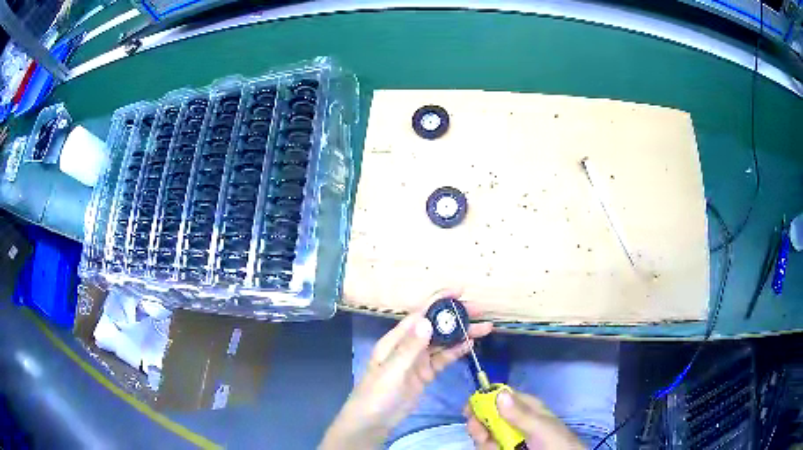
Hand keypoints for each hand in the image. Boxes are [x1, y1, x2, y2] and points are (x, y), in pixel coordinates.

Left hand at [320, 288, 491, 448]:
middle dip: (457, 316)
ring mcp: (418, 360)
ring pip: (443, 342)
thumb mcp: (392, 371)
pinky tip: (471, 345)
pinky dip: (456, 351)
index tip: (461, 291)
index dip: (439, 300)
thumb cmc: (376, 394)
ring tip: (485, 328)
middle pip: (436, 326)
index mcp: (396, 339)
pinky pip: (443, 359)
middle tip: (481, 311)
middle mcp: (408, 345)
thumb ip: (410, 348)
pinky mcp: (425, 374)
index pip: (420, 313)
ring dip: (462, 334)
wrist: (373, 421)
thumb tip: (427, 320)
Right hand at [465, 390, 583, 449]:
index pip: (499, 396)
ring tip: (496, 448)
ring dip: (483, 440)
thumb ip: (520, 413)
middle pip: (486, 416)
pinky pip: (488, 446)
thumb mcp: (540, 427)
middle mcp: (514, 420)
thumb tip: (499, 392)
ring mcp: (509, 436)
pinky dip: (488, 448)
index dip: (482, 400)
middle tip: (481, 435)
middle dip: (479, 425)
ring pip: (484, 433)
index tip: (469, 410)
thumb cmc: (555, 441)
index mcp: (525, 407)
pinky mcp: (504, 448)